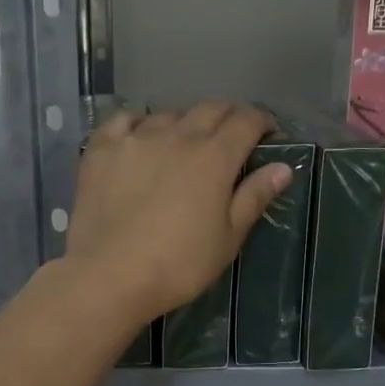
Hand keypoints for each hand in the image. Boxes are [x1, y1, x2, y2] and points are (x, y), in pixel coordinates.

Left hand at [65, 103, 293, 326]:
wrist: (109, 276)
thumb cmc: (178, 265)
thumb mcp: (227, 239)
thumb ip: (254, 197)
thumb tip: (283, 167)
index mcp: (214, 157)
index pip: (246, 121)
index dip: (262, 122)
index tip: (267, 135)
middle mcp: (177, 136)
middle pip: (210, 109)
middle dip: (228, 117)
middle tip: (232, 137)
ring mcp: (136, 138)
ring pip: (168, 114)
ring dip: (184, 123)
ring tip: (184, 144)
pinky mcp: (102, 149)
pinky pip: (124, 120)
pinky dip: (139, 123)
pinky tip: (139, 138)